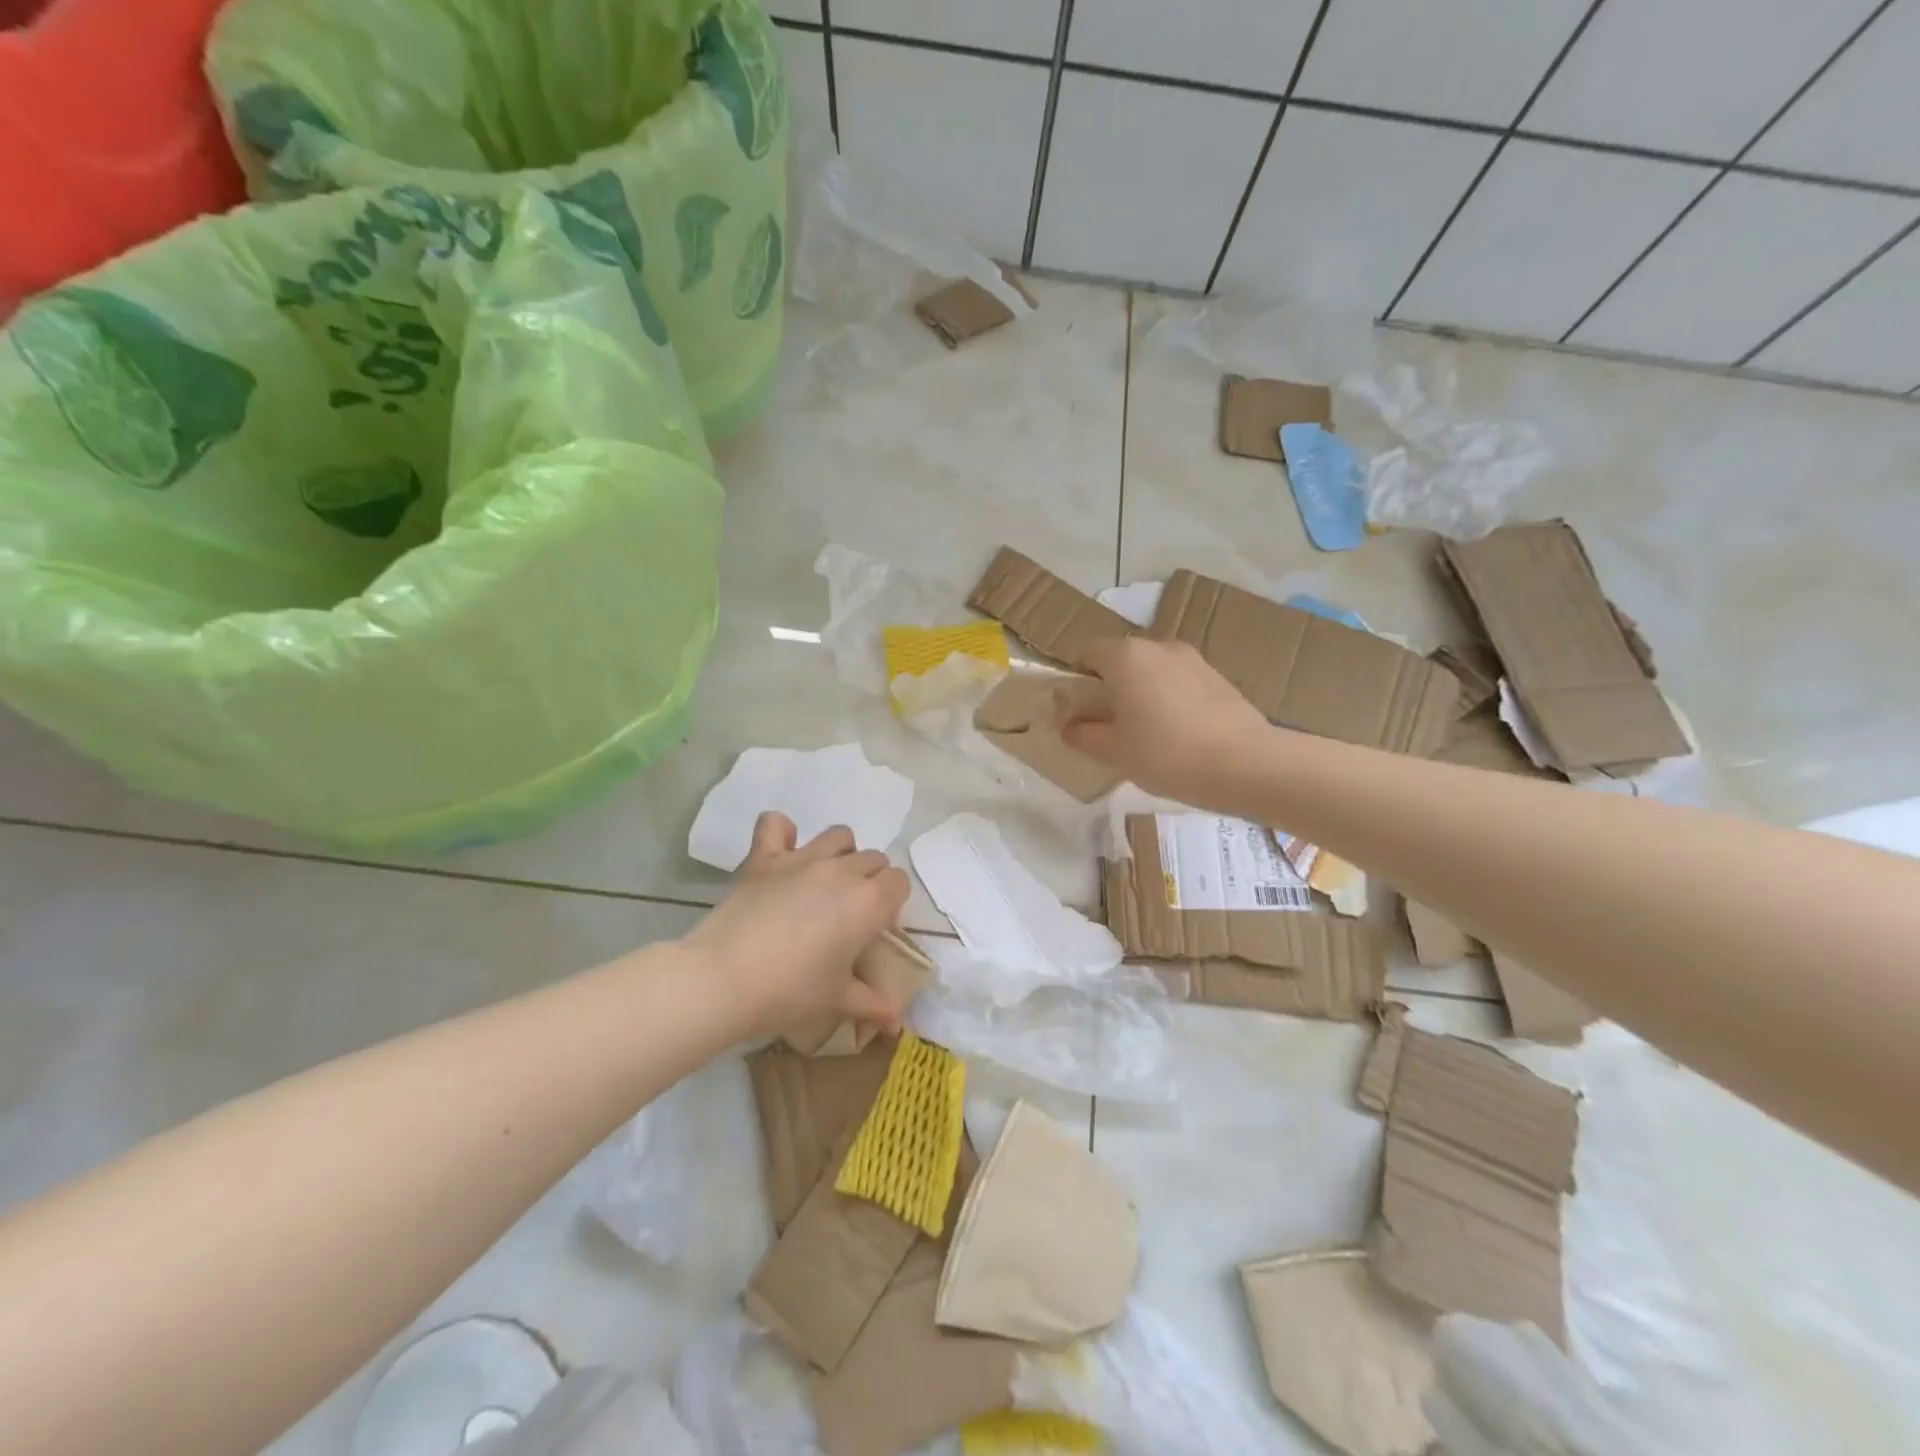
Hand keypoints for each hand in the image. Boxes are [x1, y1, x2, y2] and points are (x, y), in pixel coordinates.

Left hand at [683, 812, 911, 1041]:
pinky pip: (775, 824)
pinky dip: (782, 832)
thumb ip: (872, 1003)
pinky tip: (781, 851)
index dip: (891, 904)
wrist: (724, 980)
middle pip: (873, 859)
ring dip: (840, 853)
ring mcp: (802, 858)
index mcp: (868, 901)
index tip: (872, 931)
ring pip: (839, 836)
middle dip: (870, 881)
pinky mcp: (764, 858)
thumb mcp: (837, 999)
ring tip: (824, 883)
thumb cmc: (790, 991)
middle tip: (848, 916)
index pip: (899, 882)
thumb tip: (896, 1022)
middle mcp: (841, 870)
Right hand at [1057, 637, 1271, 806]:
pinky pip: (1177, 682)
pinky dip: (1167, 699)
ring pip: (1150, 671)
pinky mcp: (1216, 676)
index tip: (1075, 712)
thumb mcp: (1113, 751)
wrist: (1245, 764)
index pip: (1085, 652)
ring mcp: (1191, 658)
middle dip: (1107, 688)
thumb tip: (1067, 725)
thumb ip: (1082, 734)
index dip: (1074, 680)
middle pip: (1118, 660)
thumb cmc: (1166, 754)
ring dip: (1139, 694)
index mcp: (1124, 656)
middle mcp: (1157, 646)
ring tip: (1144, 735)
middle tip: (1106, 728)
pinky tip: (1175, 735)